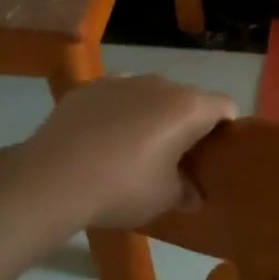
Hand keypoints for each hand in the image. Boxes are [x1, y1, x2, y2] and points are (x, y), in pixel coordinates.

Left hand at [26, 75, 236, 228]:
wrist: (53, 178)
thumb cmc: (123, 188)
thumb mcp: (164, 199)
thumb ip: (186, 192)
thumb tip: (193, 195)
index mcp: (188, 108)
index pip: (225, 108)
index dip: (225, 130)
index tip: (213, 156)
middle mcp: (159, 84)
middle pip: (187, 98)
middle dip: (186, 123)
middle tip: (176, 157)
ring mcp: (120, 80)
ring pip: (149, 94)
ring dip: (151, 115)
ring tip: (135, 148)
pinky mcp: (87, 88)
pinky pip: (115, 97)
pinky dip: (117, 113)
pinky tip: (101, 141)